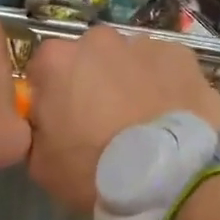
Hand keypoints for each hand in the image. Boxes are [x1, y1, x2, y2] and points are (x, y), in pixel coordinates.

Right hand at [26, 26, 219, 213]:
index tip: (63, 120)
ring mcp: (143, 44)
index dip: (52, 95)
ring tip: (142, 120)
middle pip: (88, 57)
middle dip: (93, 81)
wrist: (166, 178)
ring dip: (130, 81)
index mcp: (56, 60)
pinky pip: (166, 67)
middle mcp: (98, 40)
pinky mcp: (182, 56)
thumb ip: (36, 129)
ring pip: (129, 60)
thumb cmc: (94, 171)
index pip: (43, 70)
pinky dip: (165, 85)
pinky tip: (170, 115)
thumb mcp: (41, 163)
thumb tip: (45, 120)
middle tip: (104, 120)